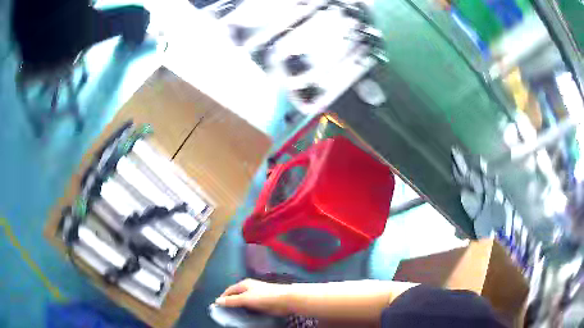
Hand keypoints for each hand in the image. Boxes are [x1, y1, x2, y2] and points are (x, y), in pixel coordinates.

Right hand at [215, 279, 291, 315]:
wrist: (285, 300)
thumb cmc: (264, 296)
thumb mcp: (245, 298)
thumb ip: (232, 300)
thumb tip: (217, 301)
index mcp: (244, 284)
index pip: (229, 290)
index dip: (223, 297)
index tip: (217, 306)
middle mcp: (249, 289)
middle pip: (236, 296)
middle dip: (230, 303)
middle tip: (224, 313)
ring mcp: (257, 296)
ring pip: (244, 302)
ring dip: (239, 308)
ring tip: (232, 317)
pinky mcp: (263, 303)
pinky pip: (251, 307)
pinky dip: (246, 311)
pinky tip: (244, 317)